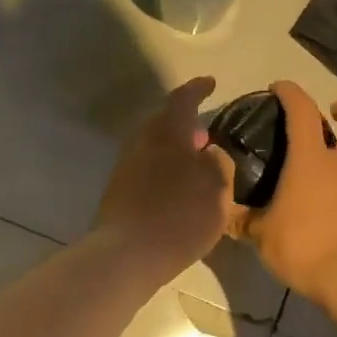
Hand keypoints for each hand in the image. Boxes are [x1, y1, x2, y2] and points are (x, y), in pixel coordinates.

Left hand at [95, 77, 231, 278]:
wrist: (128, 253)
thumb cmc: (180, 215)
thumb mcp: (217, 188)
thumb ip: (218, 163)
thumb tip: (209, 153)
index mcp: (167, 132)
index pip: (183, 99)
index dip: (198, 89)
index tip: (210, 83)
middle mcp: (142, 141)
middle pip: (164, 123)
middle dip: (185, 125)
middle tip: (206, 134)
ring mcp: (126, 167)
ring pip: (154, 147)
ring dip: (175, 150)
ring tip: (196, 165)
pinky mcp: (119, 192)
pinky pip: (147, 169)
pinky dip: (164, 170)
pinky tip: (177, 189)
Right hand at [234, 81, 336, 302]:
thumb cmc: (303, 246)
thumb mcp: (260, 234)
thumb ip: (241, 218)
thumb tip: (221, 212)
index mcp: (312, 160)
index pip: (303, 111)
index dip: (291, 92)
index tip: (278, 88)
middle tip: (329, 114)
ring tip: (316, 165)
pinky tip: (321, 198)